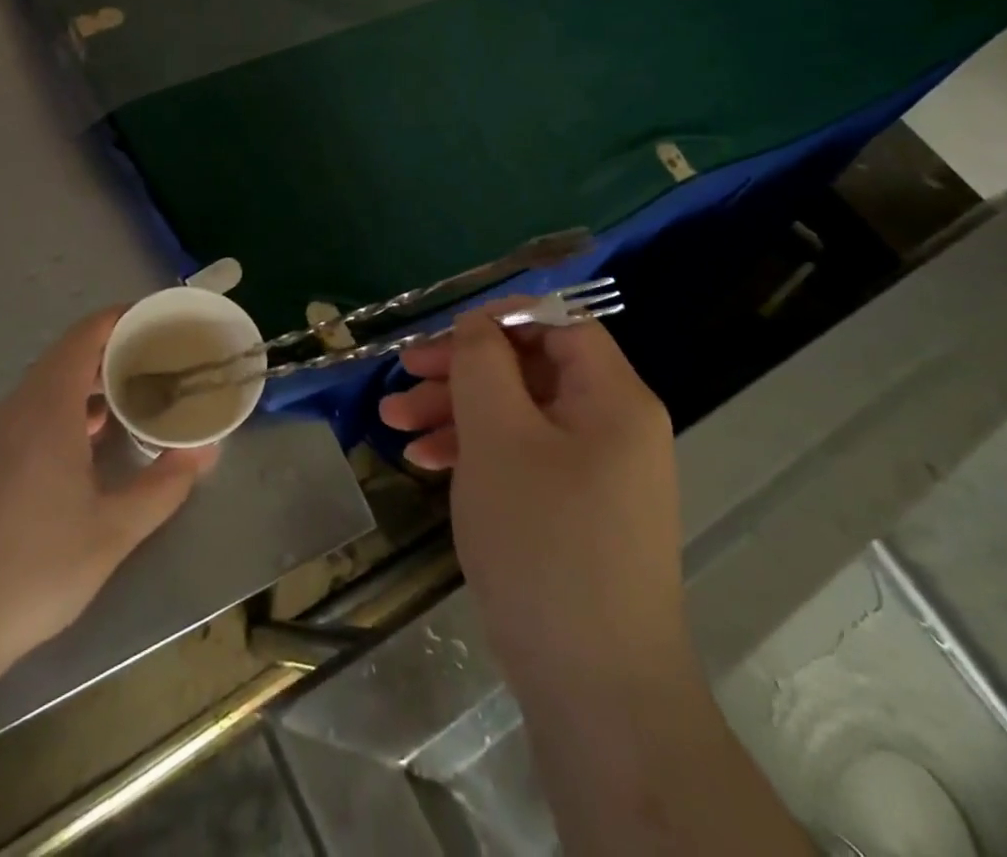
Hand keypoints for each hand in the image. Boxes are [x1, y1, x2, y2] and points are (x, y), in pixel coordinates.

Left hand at [0, 308, 217, 681]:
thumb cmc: (33, 571)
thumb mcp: (113, 532)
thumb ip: (164, 486)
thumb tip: (204, 451)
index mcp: (46, 410)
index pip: (84, 336)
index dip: (121, 318)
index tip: (160, 321)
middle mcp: (16, 410)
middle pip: (67, 355)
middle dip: (114, 349)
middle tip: (160, 360)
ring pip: (47, 384)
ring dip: (90, 380)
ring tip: (134, 395)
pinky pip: (31, 410)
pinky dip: (67, 405)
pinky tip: (90, 440)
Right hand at [380, 303, 691, 699]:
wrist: (594, 688)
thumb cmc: (544, 541)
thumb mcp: (499, 436)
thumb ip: (483, 364)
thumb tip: (477, 324)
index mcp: (612, 398)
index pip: (560, 324)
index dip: (501, 318)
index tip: (445, 334)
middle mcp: (611, 426)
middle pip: (530, 369)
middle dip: (461, 370)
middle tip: (403, 376)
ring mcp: (593, 473)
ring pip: (518, 415)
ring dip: (456, 412)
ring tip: (394, 424)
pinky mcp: (573, 511)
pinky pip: (521, 458)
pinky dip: (475, 453)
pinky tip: (425, 464)